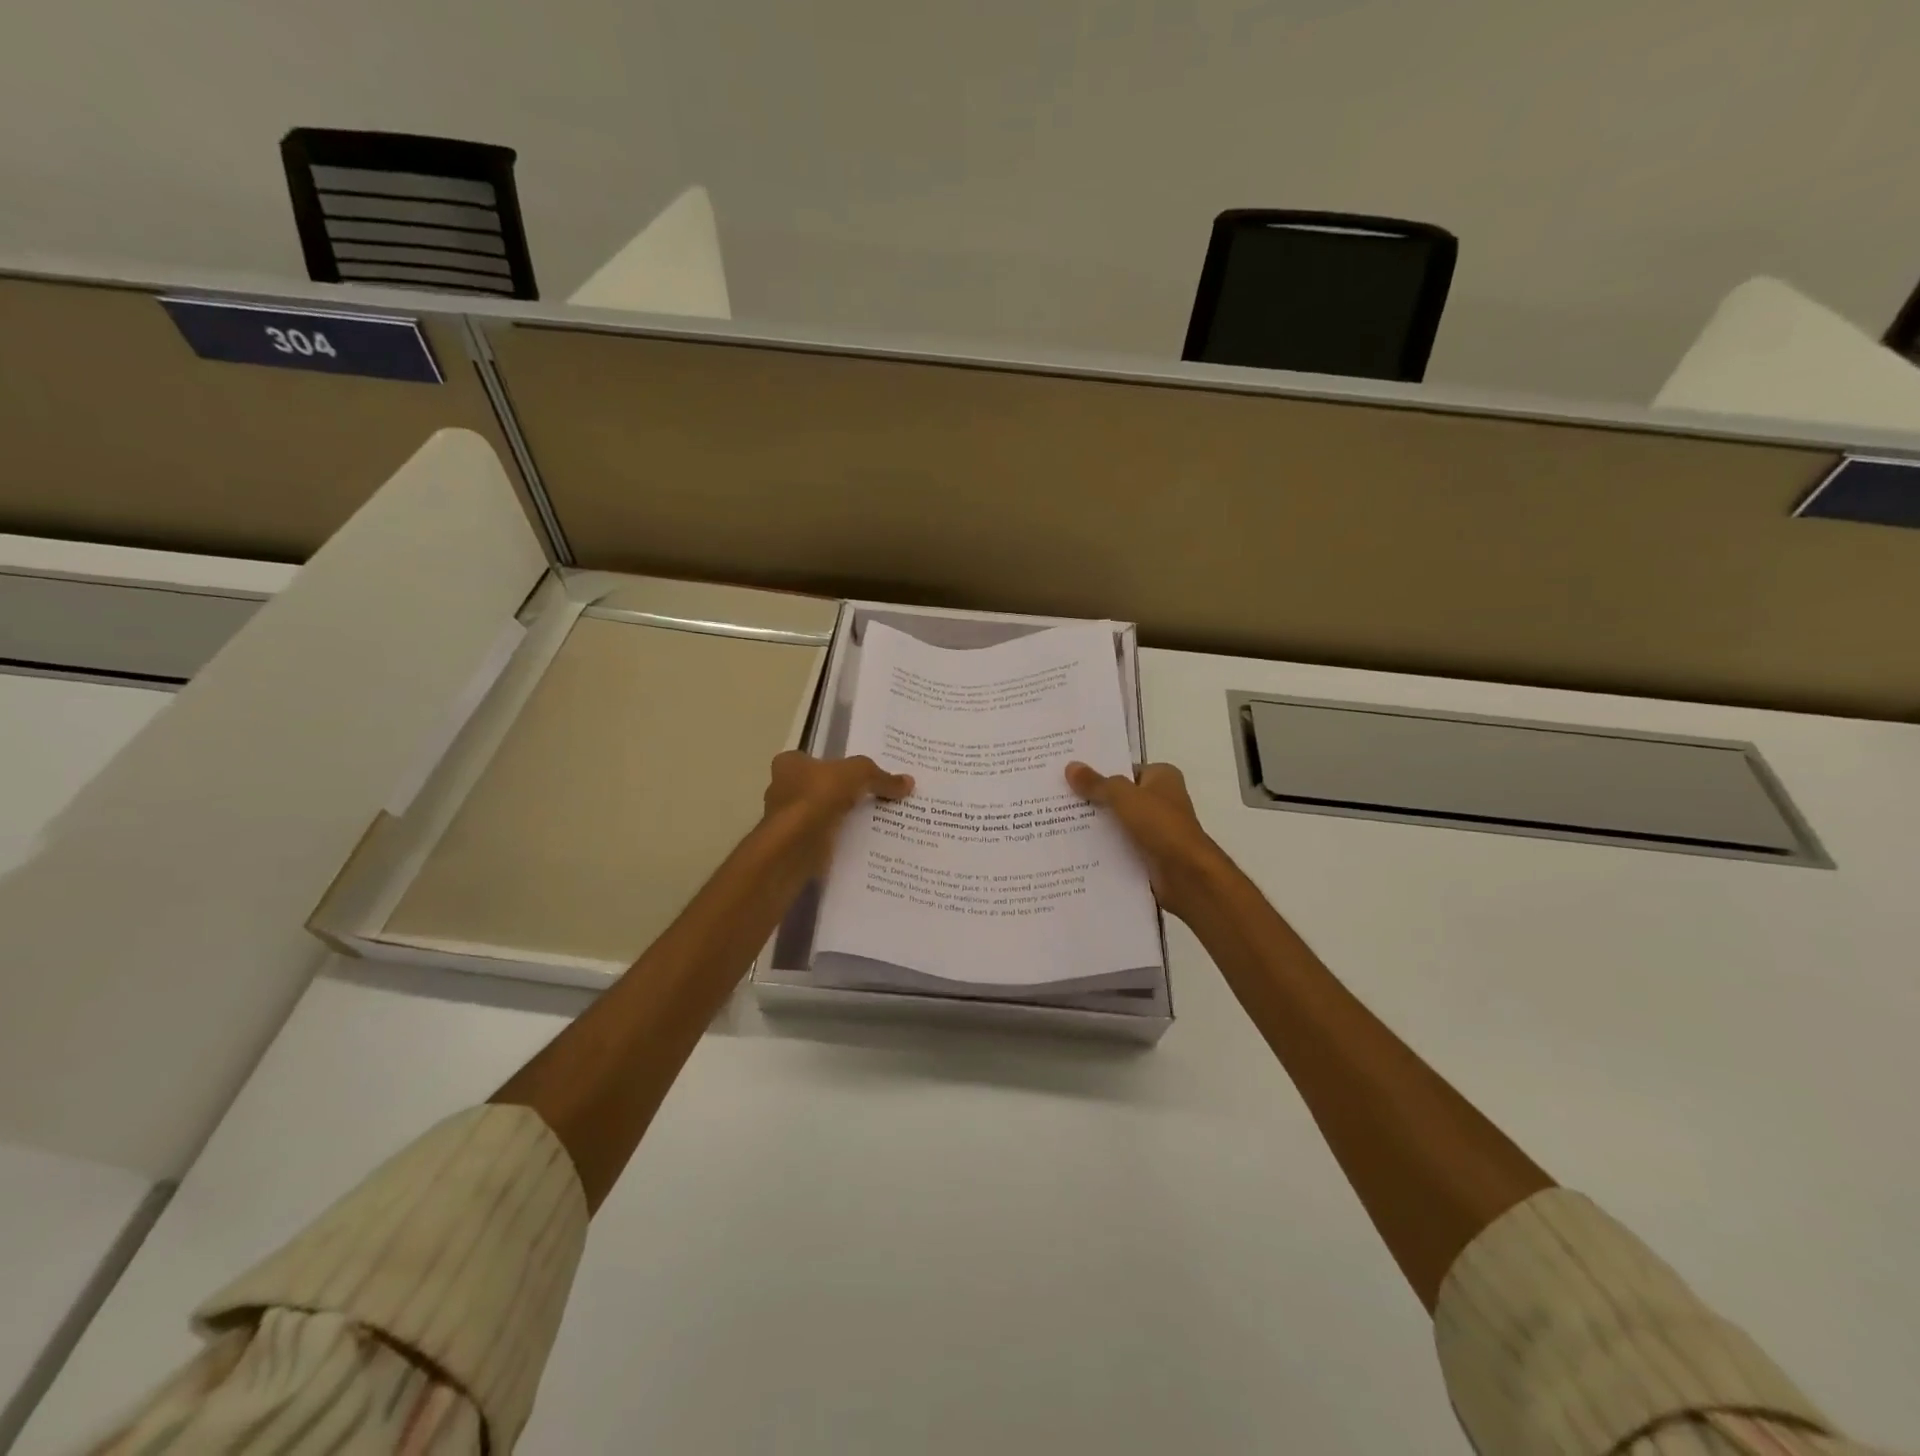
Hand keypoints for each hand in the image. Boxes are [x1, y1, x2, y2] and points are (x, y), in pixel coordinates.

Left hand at [761, 751, 913, 876]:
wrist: (795, 845)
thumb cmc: (819, 796)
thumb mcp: (859, 774)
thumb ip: (881, 777)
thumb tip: (909, 782)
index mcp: (789, 764)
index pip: (811, 759)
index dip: (833, 766)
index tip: (856, 776)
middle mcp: (781, 790)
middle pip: (816, 788)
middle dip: (839, 795)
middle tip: (870, 798)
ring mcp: (785, 821)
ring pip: (819, 816)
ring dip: (839, 820)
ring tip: (871, 823)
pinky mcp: (793, 847)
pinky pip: (821, 840)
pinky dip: (837, 841)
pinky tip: (859, 844)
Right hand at [1065, 760, 1230, 921]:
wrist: (1186, 875)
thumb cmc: (1160, 825)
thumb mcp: (1124, 797)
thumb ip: (1097, 783)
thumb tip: (1070, 766)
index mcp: (1162, 777)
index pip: (1124, 769)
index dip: (1099, 772)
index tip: (1069, 775)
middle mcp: (1161, 799)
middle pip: (1118, 796)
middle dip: (1092, 800)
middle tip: (1056, 799)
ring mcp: (1155, 829)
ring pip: (1117, 822)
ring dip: (1095, 826)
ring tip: (1057, 823)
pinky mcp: (1149, 854)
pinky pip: (1120, 845)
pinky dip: (1103, 848)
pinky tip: (1075, 849)